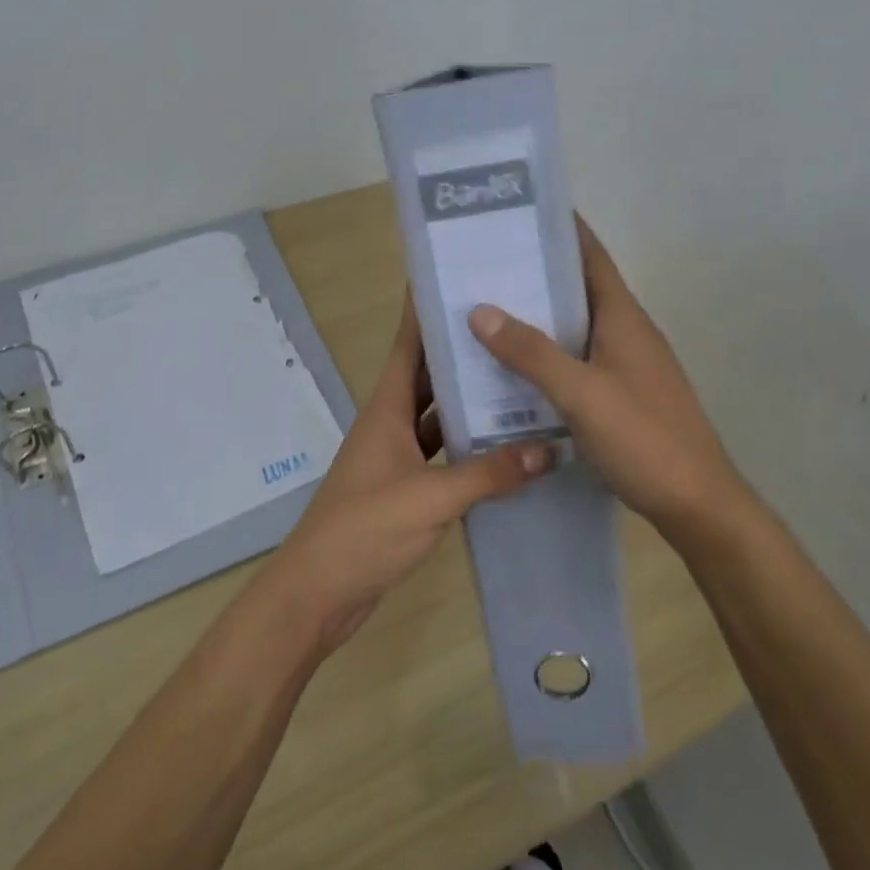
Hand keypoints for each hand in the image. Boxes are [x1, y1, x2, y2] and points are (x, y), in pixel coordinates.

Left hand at [259, 297, 555, 658]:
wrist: (319, 592)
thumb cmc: (365, 530)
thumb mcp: (431, 498)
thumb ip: (489, 473)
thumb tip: (550, 450)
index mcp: (387, 408)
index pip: (409, 345)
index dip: (427, 310)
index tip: (457, 278)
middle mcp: (390, 422)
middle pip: (428, 375)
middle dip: (461, 349)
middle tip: (509, 324)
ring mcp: (397, 456)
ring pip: (438, 415)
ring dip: (470, 399)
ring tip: (518, 375)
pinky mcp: (406, 487)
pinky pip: (443, 453)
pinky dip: (469, 446)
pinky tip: (505, 444)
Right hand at [467, 219, 749, 540]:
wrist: (697, 503)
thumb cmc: (643, 439)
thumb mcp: (581, 394)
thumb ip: (532, 353)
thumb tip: (480, 310)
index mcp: (623, 317)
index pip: (590, 255)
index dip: (560, 229)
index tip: (516, 211)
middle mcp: (627, 331)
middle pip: (579, 288)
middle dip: (536, 272)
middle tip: (482, 262)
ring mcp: (628, 364)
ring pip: (576, 326)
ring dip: (539, 315)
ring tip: (486, 307)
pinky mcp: (623, 394)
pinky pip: (578, 359)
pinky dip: (548, 354)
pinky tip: (515, 367)